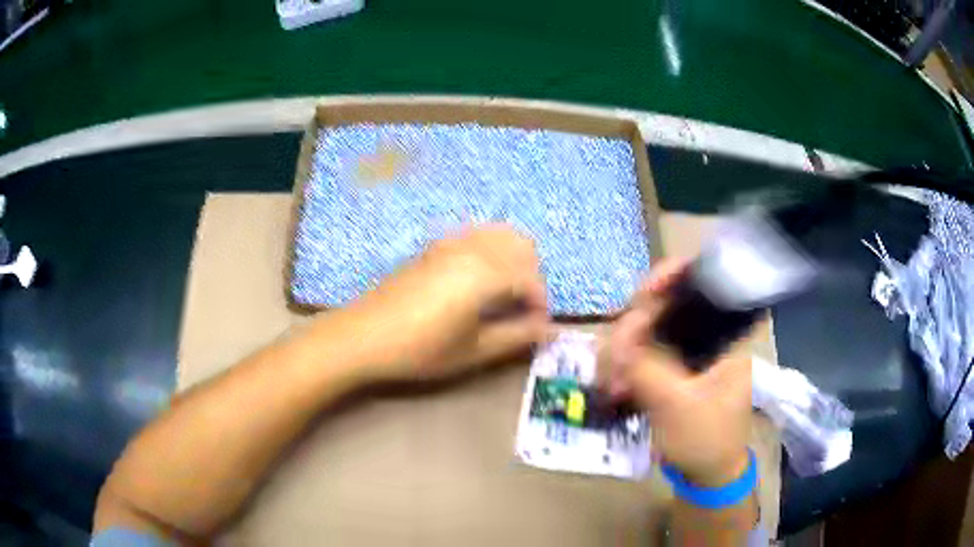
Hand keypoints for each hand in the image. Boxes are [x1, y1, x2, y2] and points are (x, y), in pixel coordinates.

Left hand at [341, 224, 548, 382]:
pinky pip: (476, 234)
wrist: (364, 335)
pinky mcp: (435, 245)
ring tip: (503, 294)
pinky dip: (491, 249)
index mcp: (485, 273)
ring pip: (500, 234)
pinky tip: (478, 278)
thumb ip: (517, 336)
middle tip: (521, 310)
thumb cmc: (421, 349)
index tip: (536, 328)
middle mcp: (473, 247)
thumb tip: (550, 331)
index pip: (532, 279)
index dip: (541, 305)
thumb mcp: (474, 350)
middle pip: (522, 246)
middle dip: (531, 276)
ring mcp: (451, 242)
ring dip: (513, 259)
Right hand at [603, 259, 751, 486]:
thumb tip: (613, 343)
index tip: (641, 296)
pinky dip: (626, 368)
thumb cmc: (707, 439)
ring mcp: (688, 352)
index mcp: (726, 335)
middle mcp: (708, 334)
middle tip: (614, 361)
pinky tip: (615, 388)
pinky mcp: (672, 368)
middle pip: (665, 304)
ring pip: (648, 331)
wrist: (709, 476)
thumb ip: (647, 369)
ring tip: (611, 385)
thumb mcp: (678, 405)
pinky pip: (642, 354)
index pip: (704, 282)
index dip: (671, 276)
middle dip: (633, 328)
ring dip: (624, 353)